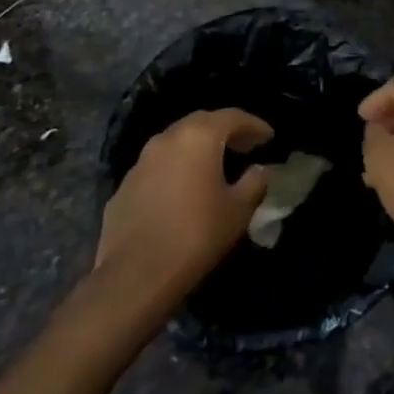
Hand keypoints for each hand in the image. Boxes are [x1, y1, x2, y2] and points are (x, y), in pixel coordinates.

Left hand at [91, 109, 273, 303]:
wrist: (134, 276)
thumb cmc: (195, 235)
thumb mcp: (238, 210)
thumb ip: (254, 182)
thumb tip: (259, 170)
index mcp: (199, 136)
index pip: (233, 117)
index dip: (254, 125)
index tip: (269, 137)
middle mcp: (168, 138)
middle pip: (202, 122)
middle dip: (225, 130)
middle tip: (244, 145)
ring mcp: (141, 161)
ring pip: (176, 142)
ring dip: (198, 148)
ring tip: (214, 165)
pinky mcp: (124, 186)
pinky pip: (158, 167)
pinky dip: (176, 169)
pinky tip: (183, 190)